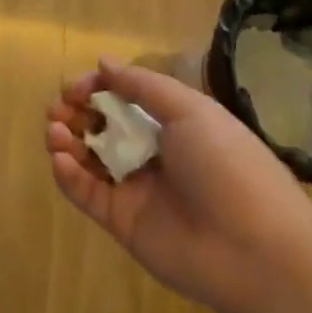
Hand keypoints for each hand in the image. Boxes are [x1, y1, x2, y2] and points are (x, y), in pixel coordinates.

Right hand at [45, 58, 311, 312]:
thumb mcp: (191, 111)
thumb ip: (142, 85)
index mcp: (173, 124)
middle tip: (58, 110)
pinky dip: (67, 175)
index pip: (122, 98)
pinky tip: (61, 160)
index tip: (76, 88)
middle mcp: (151, 152)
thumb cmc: (227, 167)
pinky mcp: (121, 221)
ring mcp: (135, 188)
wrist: (256, 251)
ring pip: (88, 157)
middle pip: (100, 125)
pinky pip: (86, 193)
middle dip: (74, 112)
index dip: (96, 88)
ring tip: (55, 132)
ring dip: (65, 139)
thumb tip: (103, 62)